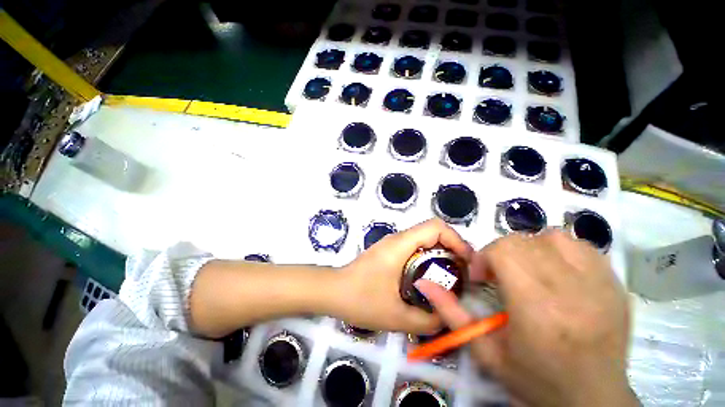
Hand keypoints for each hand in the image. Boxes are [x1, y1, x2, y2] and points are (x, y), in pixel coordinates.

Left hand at [335, 218, 472, 334]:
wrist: (333, 291)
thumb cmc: (360, 299)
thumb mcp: (396, 316)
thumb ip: (427, 321)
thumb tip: (448, 318)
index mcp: (400, 245)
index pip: (435, 227)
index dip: (456, 240)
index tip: (466, 263)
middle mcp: (397, 239)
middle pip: (433, 231)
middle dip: (452, 248)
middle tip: (462, 274)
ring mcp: (392, 244)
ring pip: (424, 240)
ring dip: (440, 254)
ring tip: (450, 279)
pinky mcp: (388, 252)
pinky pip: (415, 248)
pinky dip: (428, 259)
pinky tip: (429, 280)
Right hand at [416, 230, 637, 406]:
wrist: (593, 399)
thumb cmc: (535, 378)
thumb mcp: (485, 351)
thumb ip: (450, 313)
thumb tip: (424, 283)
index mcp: (537, 309)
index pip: (505, 252)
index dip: (486, 258)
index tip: (483, 278)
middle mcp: (571, 290)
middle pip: (524, 242)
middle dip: (502, 253)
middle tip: (501, 277)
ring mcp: (599, 284)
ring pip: (553, 237)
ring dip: (531, 248)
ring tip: (528, 271)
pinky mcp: (614, 283)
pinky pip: (581, 246)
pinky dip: (561, 250)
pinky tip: (555, 270)